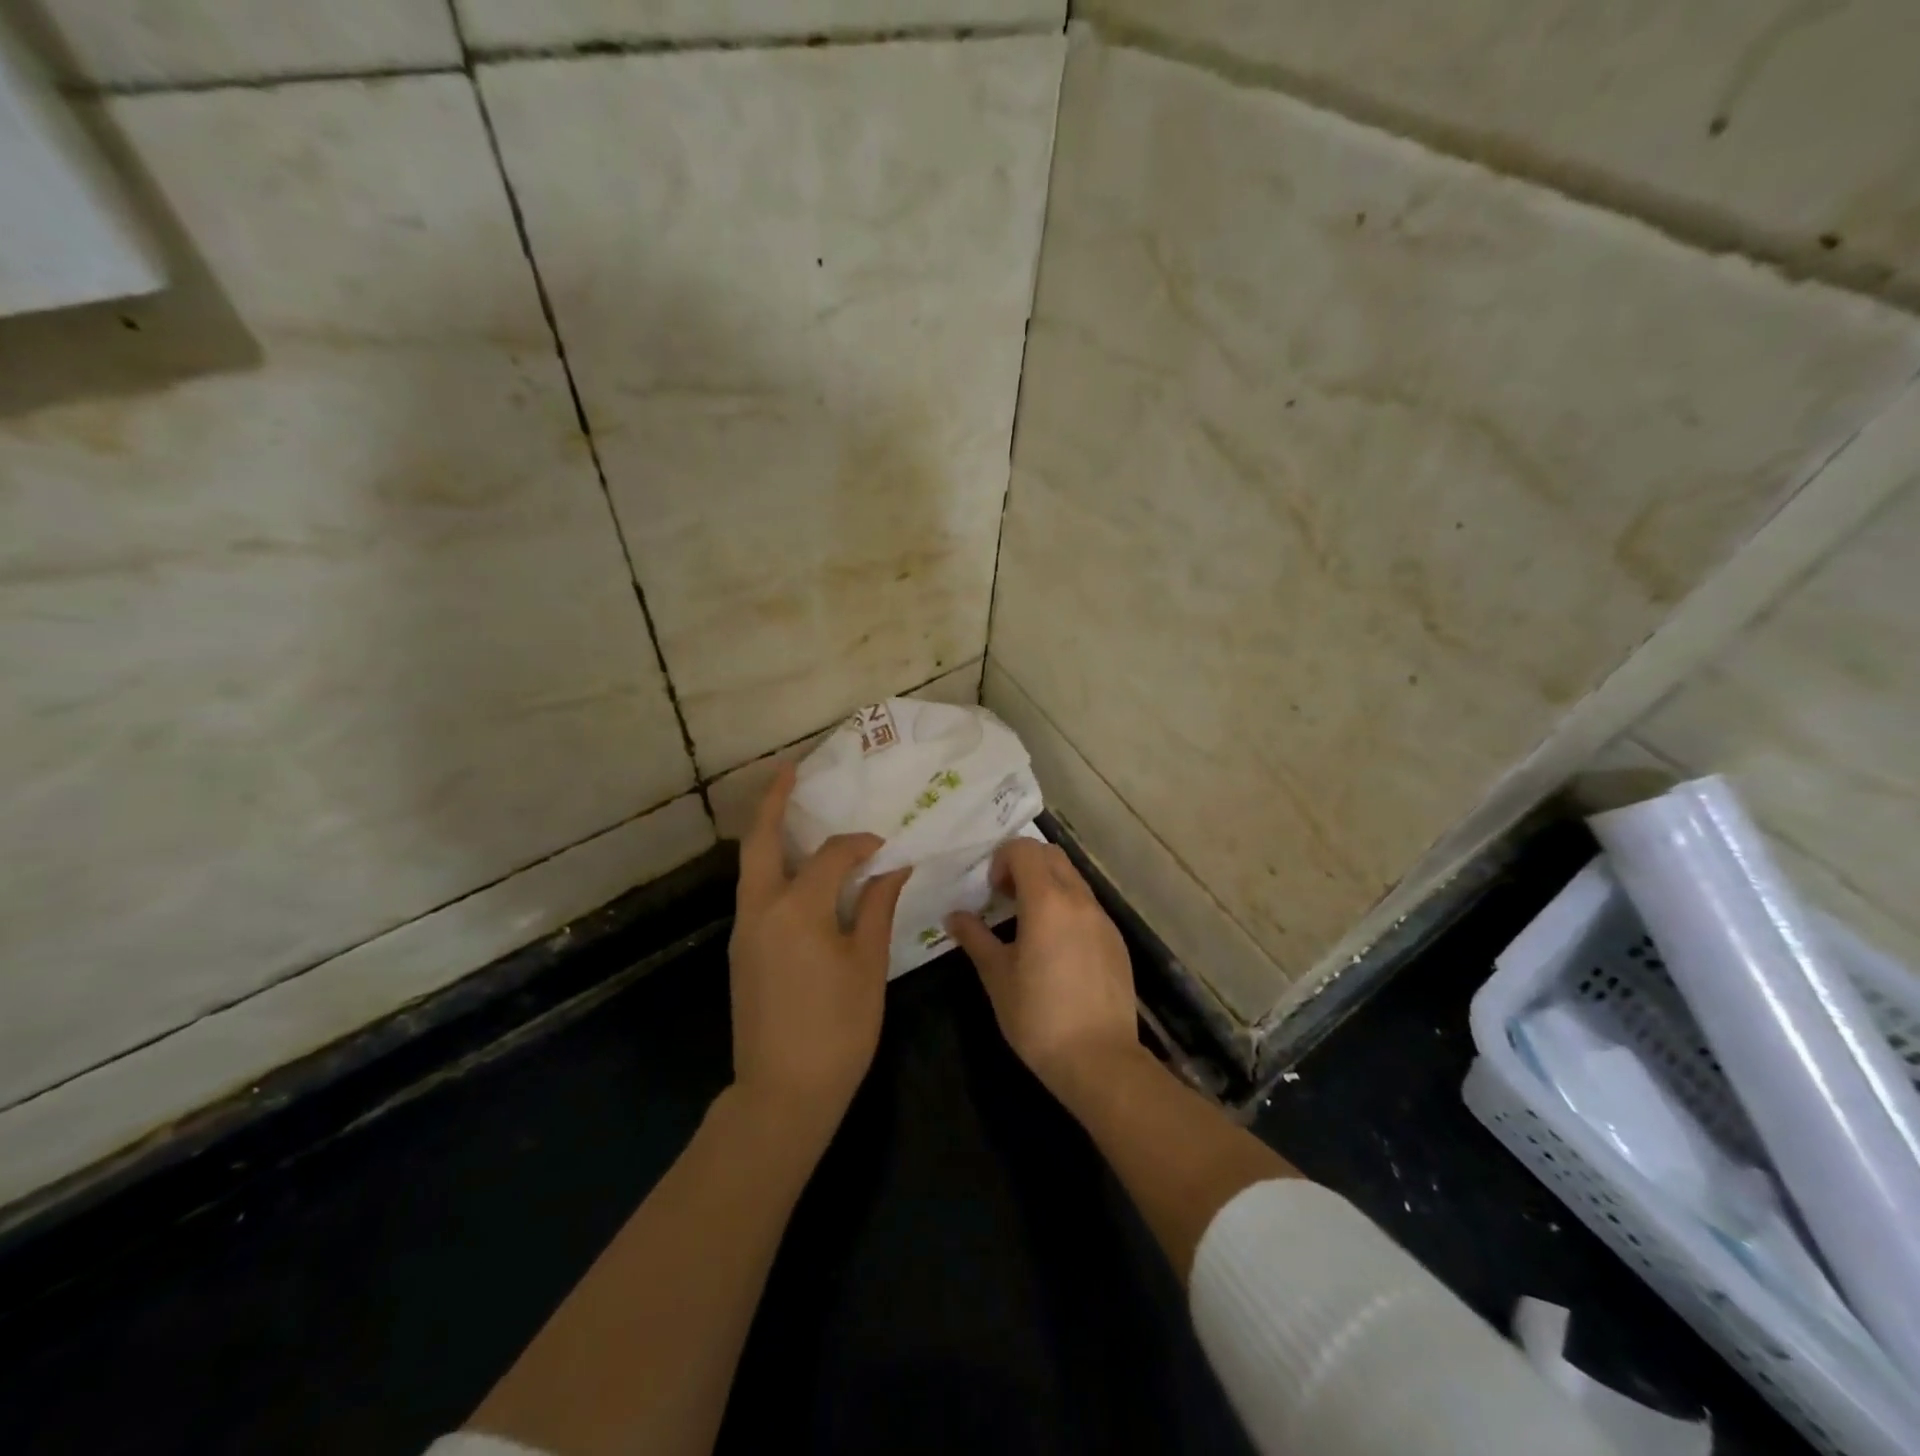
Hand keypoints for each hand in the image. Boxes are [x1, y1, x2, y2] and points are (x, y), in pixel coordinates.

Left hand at [729, 764, 908, 1140]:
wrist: (783, 1091)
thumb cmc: (837, 1028)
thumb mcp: (867, 965)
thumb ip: (876, 908)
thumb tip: (893, 868)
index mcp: (797, 909)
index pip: (832, 856)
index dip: (861, 845)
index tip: (885, 846)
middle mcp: (761, 908)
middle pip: (762, 840)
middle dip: (774, 801)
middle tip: (791, 769)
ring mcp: (745, 929)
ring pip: (752, 865)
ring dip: (770, 833)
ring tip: (794, 811)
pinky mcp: (742, 949)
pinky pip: (755, 891)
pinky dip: (773, 867)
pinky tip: (798, 872)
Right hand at [946, 839, 1143, 1103]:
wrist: (1100, 1060)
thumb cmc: (1039, 1017)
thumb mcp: (997, 977)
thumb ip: (975, 938)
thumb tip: (954, 916)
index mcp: (1047, 901)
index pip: (1024, 849)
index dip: (1002, 860)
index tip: (991, 891)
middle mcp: (1079, 900)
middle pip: (1051, 855)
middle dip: (1024, 864)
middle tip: (1005, 898)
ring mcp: (1103, 919)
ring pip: (1072, 879)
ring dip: (1047, 885)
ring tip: (1028, 923)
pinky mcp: (1116, 941)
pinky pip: (1088, 906)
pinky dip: (1067, 908)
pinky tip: (1055, 948)